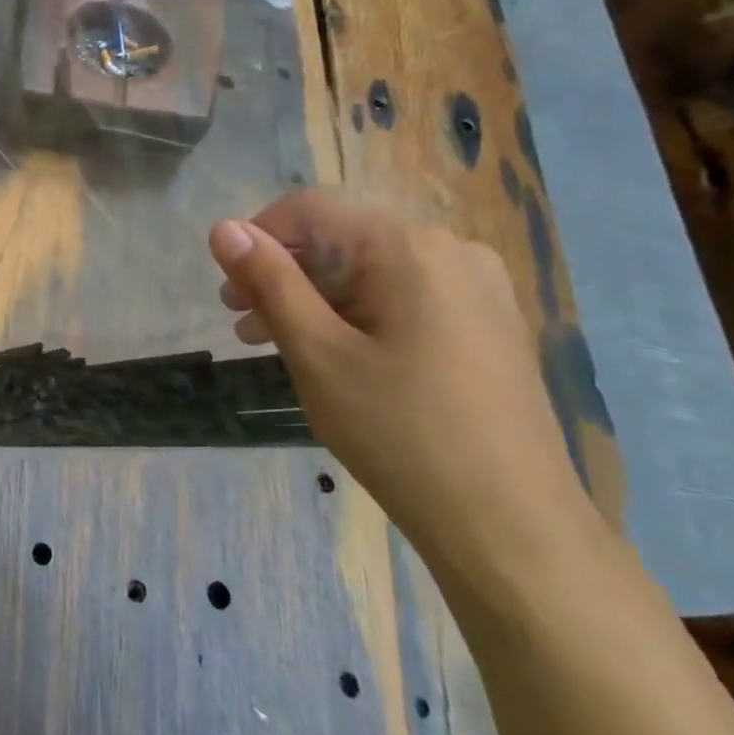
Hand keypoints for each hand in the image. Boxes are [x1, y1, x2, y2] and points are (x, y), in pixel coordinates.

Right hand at [208, 189, 601, 588]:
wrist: (510, 526)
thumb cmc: (400, 433)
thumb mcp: (316, 353)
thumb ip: (269, 282)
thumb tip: (223, 228)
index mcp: (410, 247)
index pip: (311, 208)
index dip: (256, 236)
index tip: (227, 289)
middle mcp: (450, 251)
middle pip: (342, 237)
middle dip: (282, 271)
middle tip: (240, 321)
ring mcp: (476, 288)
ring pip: (370, 270)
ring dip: (312, 296)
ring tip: (269, 341)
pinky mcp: (484, 324)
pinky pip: (402, 296)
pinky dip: (353, 314)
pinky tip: (328, 353)